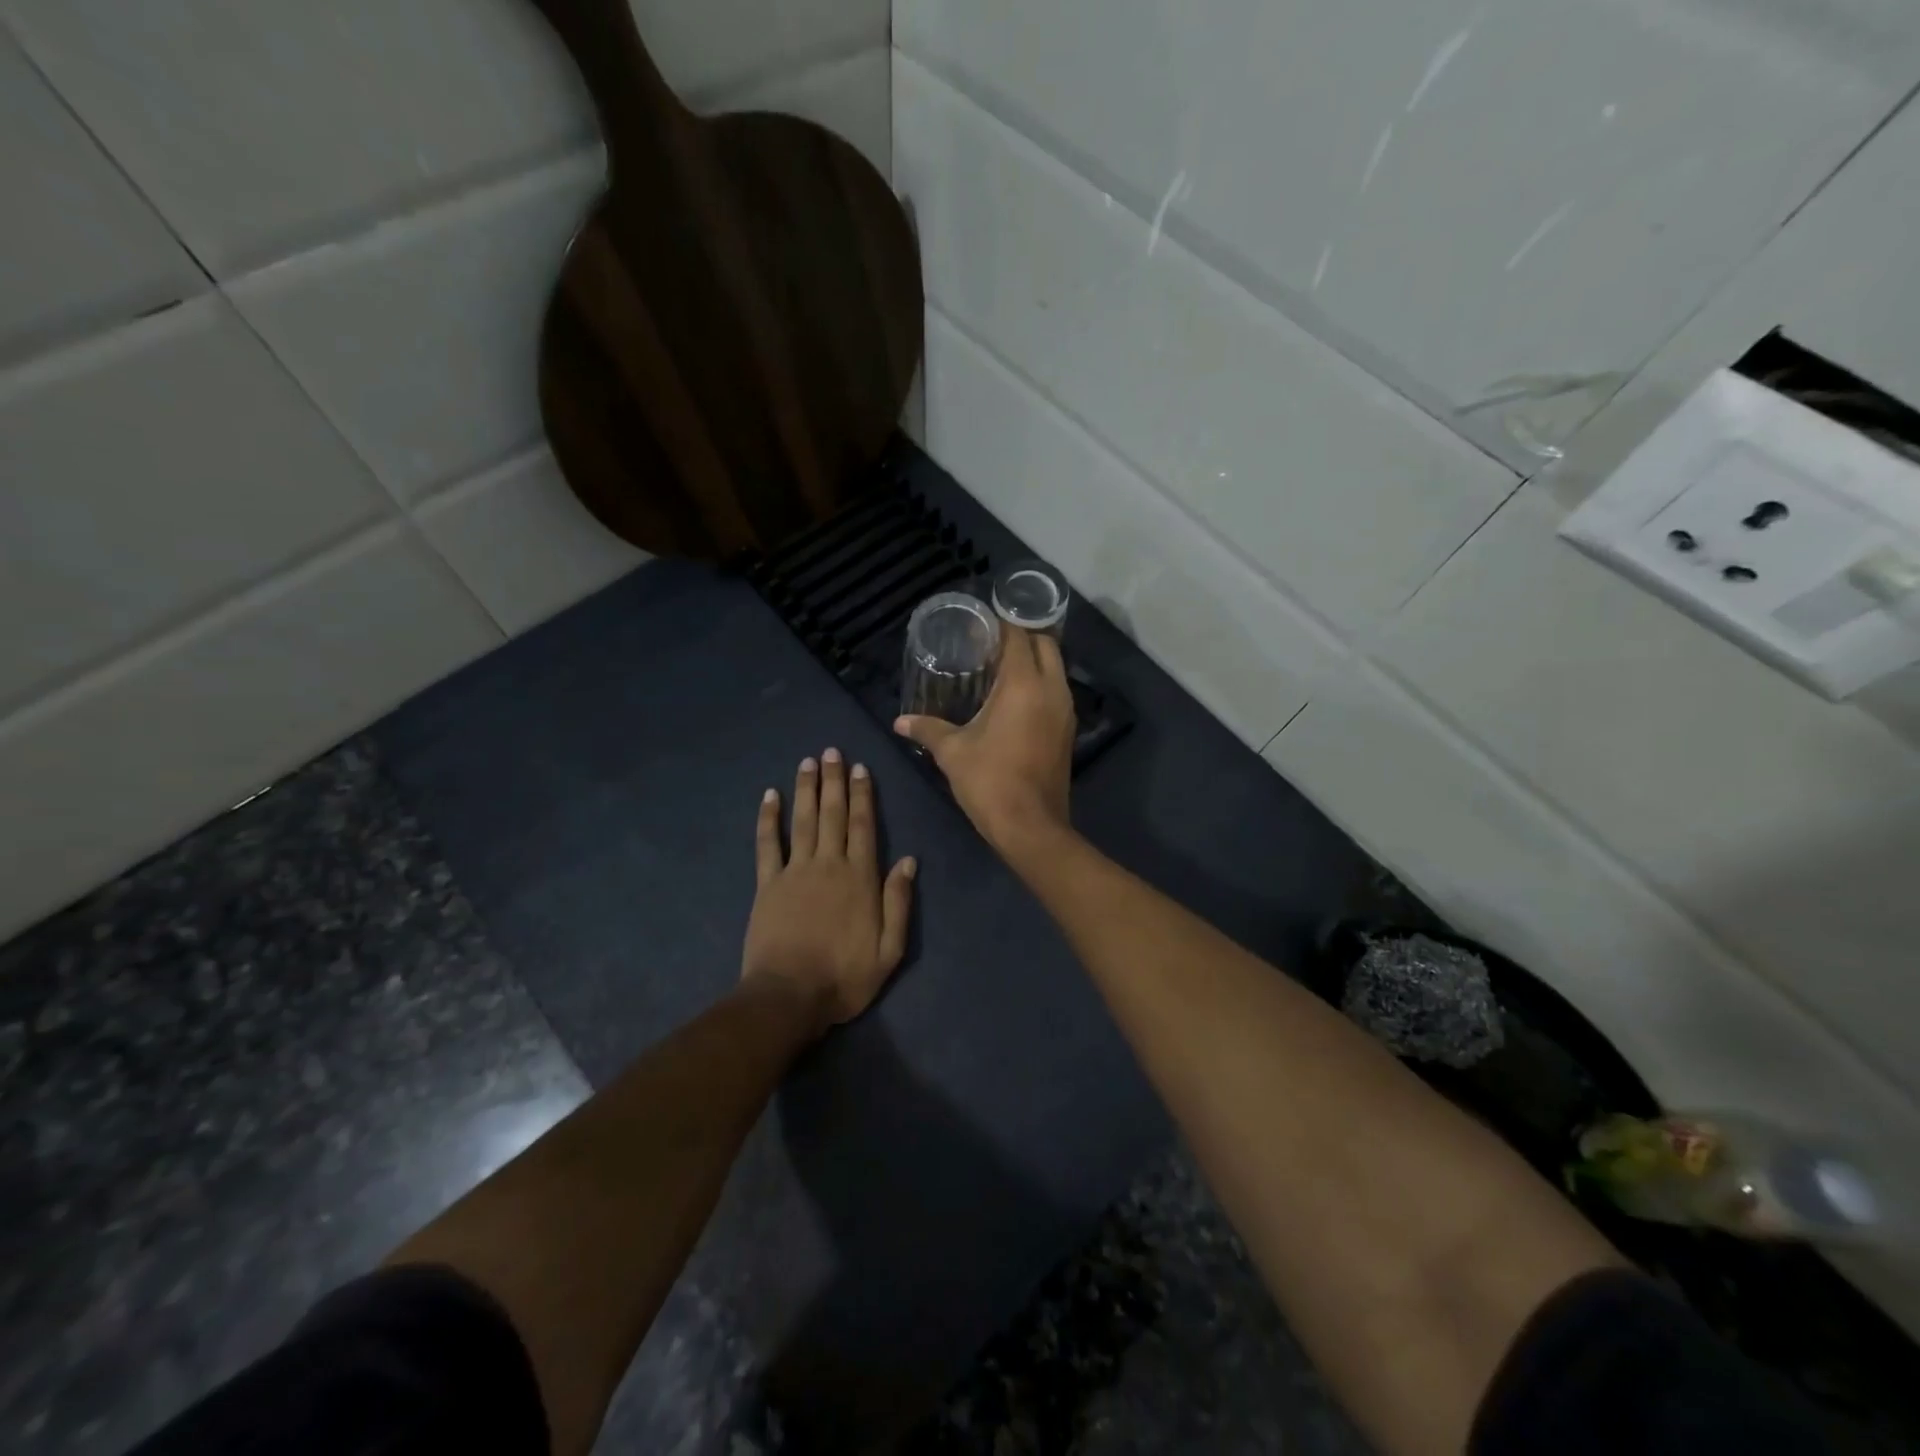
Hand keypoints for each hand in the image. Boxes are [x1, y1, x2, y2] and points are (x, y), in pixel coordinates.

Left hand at [742, 749, 916, 1027]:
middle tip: (832, 751)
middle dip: (834, 781)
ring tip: (808, 761)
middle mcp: (829, 864)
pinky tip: (769, 796)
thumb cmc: (845, 977)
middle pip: (832, 814)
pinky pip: (768, 844)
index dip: (863, 795)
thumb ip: (899, 902)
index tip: (860, 768)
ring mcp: (795, 872)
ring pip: (803, 820)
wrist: (789, 997)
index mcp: (860, 878)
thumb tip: (909, 861)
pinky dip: (769, 819)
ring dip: (806, 789)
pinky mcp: (768, 884)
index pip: (863, 826)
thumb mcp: (890, 949)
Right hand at [894, 628, 1075, 851]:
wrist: (1030, 826)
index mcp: (1024, 684)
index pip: (1018, 636)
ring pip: (1055, 668)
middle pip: (1045, 644)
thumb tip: (900, 722)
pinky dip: (1040, 683)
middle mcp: (1052, 689)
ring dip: (1033, 660)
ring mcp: (1065, 710)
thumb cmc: (990, 781)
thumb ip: (926, 729)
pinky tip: (1014, 698)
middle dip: (1021, 637)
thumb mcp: (952, 752)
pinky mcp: (1068, 730)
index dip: (999, 626)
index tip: (978, 626)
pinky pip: (1056, 691)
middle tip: (990, 644)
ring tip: (1000, 667)